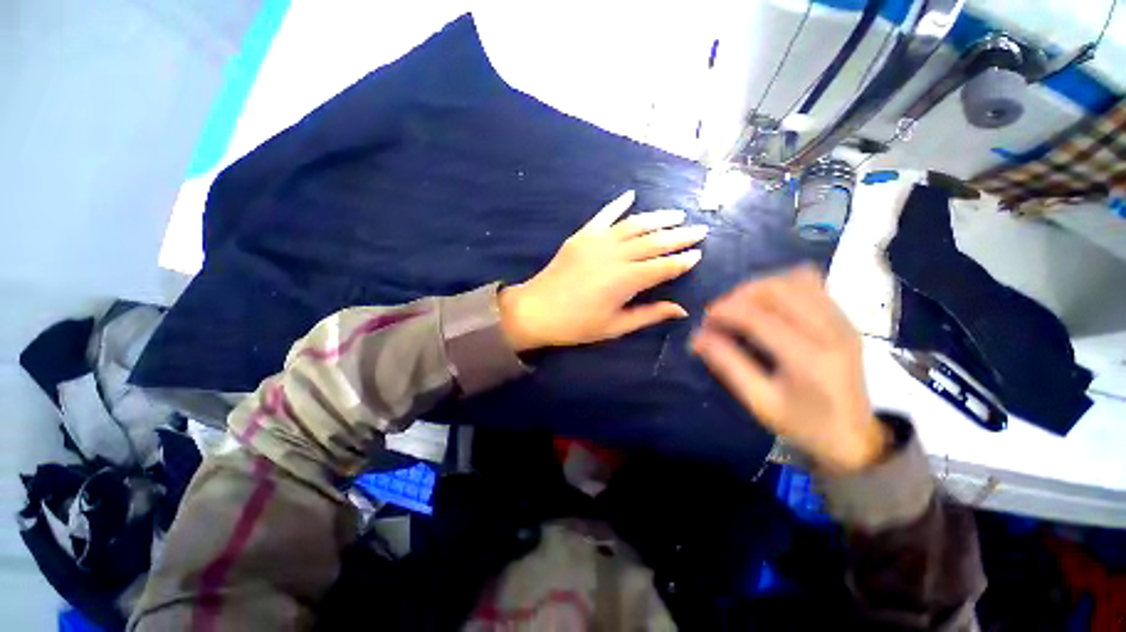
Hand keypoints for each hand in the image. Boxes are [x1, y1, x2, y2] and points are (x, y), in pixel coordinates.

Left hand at [499, 190, 705, 350]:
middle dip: (679, 235)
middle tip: (700, 229)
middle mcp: (616, 255)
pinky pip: (604, 215)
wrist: (536, 310)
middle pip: (654, 241)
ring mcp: (597, 241)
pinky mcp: (582, 236)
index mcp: (626, 281)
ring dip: (658, 218)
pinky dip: (618, 204)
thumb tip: (681, 310)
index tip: (699, 254)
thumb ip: (649, 315)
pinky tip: (631, 195)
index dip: (683, 260)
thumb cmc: (576, 325)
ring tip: (676, 215)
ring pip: (634, 224)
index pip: (663, 266)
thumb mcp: (615, 326)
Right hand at [691, 265, 887, 472]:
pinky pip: (811, 284)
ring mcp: (842, 320)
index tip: (704, 322)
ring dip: (759, 288)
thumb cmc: (804, 425)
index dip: (723, 312)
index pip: (756, 316)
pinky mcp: (845, 318)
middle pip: (776, 288)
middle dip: (738, 295)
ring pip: (794, 280)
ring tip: (742, 308)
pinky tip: (769, 306)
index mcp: (807, 358)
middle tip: (721, 315)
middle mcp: (829, 330)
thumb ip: (727, 365)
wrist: (856, 437)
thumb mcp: (759, 401)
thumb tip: (696, 338)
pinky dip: (782, 287)